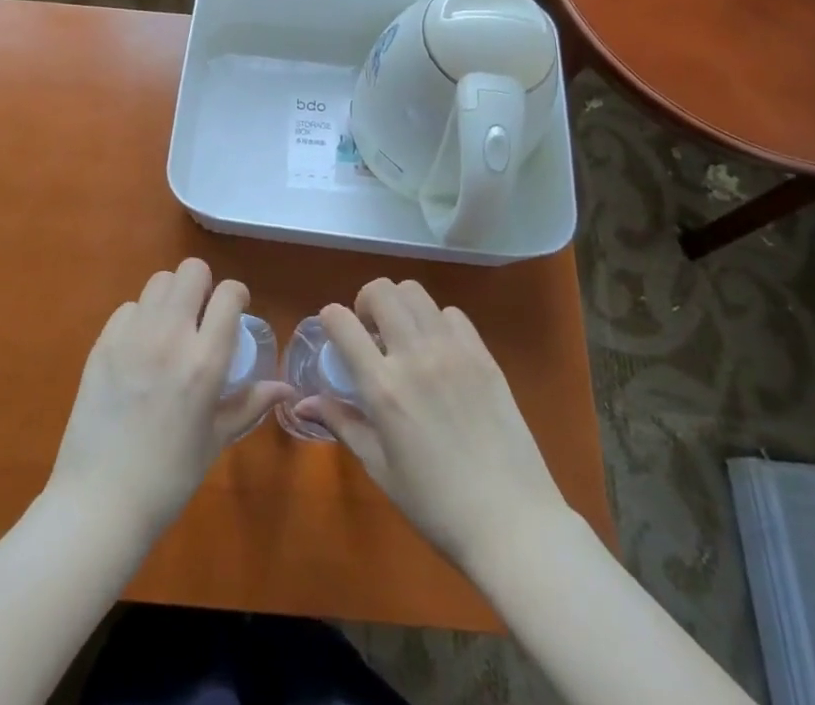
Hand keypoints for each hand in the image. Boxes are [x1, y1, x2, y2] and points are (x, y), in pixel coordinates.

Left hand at [47, 258, 292, 538]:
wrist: (100, 502)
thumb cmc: (168, 478)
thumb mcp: (216, 440)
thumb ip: (250, 403)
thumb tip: (285, 388)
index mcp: (204, 361)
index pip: (229, 293)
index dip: (236, 296)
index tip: (235, 312)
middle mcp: (170, 336)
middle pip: (191, 271)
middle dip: (203, 286)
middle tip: (202, 316)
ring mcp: (132, 336)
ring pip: (159, 282)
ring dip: (171, 297)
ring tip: (171, 328)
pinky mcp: (103, 343)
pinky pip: (128, 308)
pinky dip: (140, 318)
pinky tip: (140, 348)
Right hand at [298, 278, 570, 570]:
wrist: (512, 524)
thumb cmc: (436, 506)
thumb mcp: (380, 468)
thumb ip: (342, 423)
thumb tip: (302, 403)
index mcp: (383, 387)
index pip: (342, 322)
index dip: (330, 318)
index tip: (333, 332)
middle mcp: (415, 356)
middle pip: (381, 291)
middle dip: (365, 301)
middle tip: (369, 331)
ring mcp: (453, 351)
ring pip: (416, 293)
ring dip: (400, 305)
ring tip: (403, 335)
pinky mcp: (484, 355)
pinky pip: (452, 314)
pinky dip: (436, 321)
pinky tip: (439, 351)